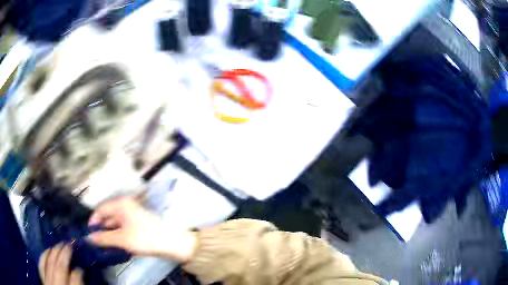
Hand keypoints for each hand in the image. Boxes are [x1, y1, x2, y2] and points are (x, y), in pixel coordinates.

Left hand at [39, 243, 82, 284]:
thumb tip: (80, 272)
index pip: (75, 280)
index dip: (78, 271)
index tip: (81, 266)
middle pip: (59, 268)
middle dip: (64, 254)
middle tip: (69, 243)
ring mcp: (47, 282)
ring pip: (48, 263)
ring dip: (54, 252)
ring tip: (58, 244)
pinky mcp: (42, 279)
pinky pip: (40, 265)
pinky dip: (43, 256)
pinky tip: (47, 250)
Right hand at [87, 197, 196, 261]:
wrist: (171, 243)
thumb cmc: (144, 237)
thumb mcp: (122, 239)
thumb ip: (104, 238)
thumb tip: (88, 238)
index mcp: (121, 204)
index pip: (101, 209)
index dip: (93, 221)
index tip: (89, 233)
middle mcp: (126, 207)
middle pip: (108, 217)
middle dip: (101, 230)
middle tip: (95, 243)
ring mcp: (133, 216)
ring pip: (116, 225)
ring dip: (110, 235)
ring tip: (104, 247)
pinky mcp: (139, 226)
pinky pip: (123, 230)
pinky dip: (118, 238)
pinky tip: (116, 247)